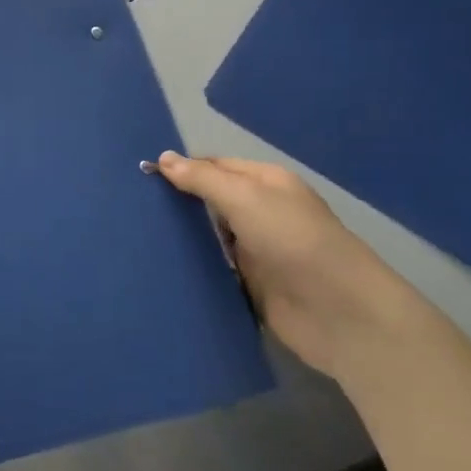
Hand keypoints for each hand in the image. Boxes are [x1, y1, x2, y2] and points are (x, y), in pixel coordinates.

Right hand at [156, 152, 416, 380]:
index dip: (181, 169)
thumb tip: (163, 157)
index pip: (214, 167)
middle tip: (130, 208)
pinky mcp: (253, 288)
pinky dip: (195, 271)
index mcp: (265, 183)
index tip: (140, 176)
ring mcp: (257, 252)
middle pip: (211, 203)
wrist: (340, 314)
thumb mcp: (245, 197)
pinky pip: (216, 273)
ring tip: (135, 238)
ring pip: (211, 239)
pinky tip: (161, 270)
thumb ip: (202, 179)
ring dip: (183, 240)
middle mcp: (261, 213)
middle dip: (178, 204)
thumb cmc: (293, 240)